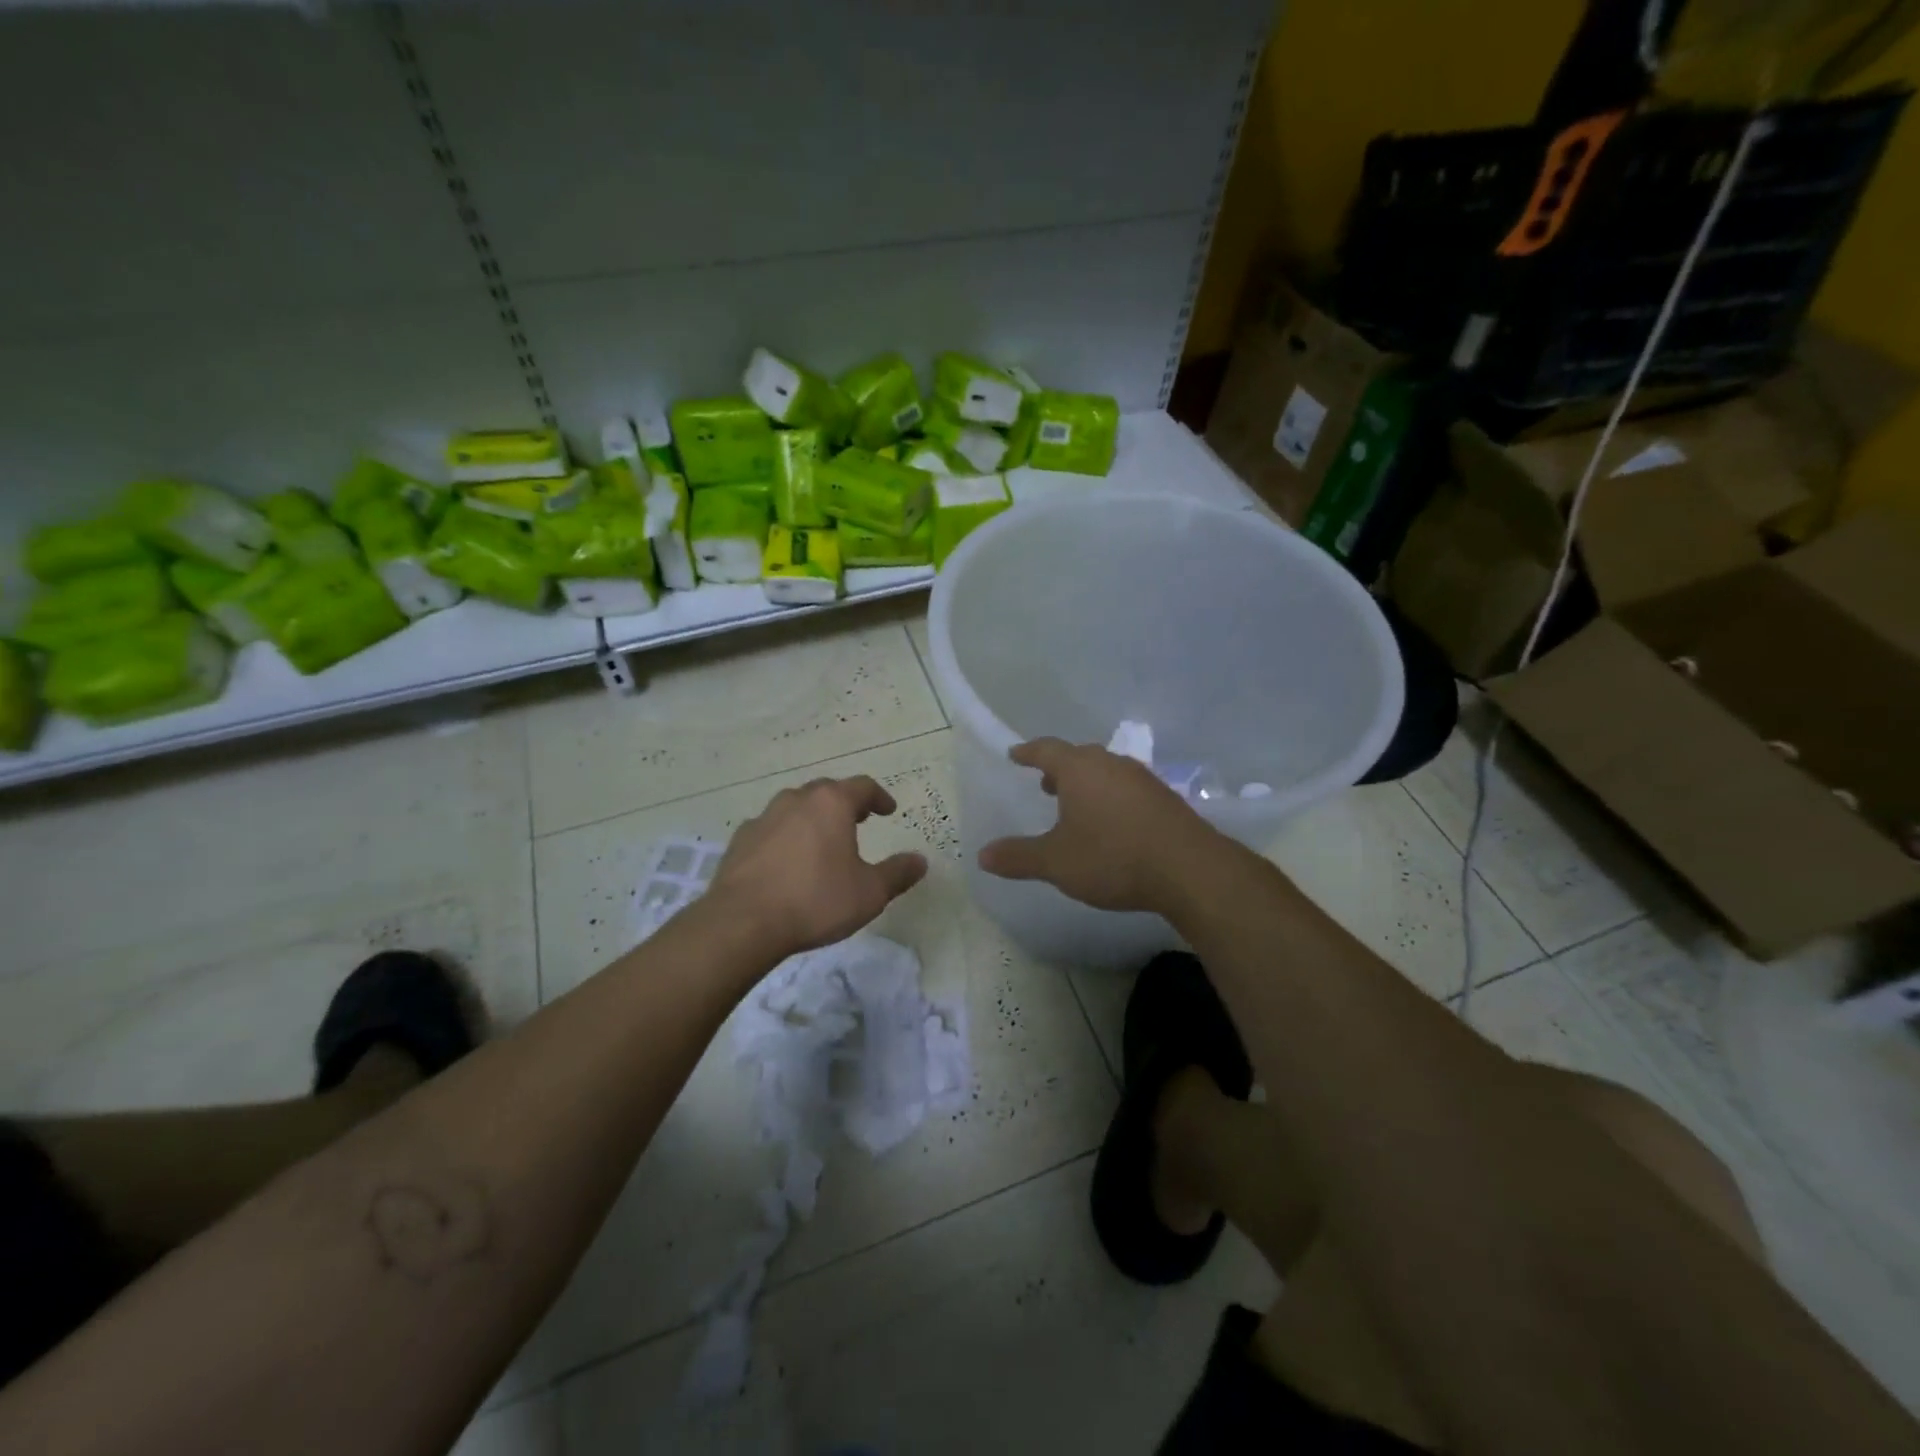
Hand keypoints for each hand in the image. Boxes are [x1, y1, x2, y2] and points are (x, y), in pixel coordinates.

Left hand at [711, 776, 927, 956]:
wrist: (743, 922)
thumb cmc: (816, 900)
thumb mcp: (870, 893)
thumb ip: (897, 873)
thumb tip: (920, 860)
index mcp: (831, 804)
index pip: (862, 787)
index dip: (879, 797)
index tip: (888, 810)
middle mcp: (796, 800)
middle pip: (826, 791)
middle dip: (845, 803)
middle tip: (859, 820)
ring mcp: (763, 818)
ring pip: (795, 808)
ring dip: (812, 818)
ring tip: (823, 841)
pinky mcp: (740, 841)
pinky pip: (771, 830)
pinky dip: (785, 838)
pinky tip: (788, 862)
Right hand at [977, 739, 1213, 913]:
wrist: (1188, 869)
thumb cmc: (1112, 857)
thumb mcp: (1056, 862)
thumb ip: (1019, 857)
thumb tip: (982, 855)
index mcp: (1079, 769)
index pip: (1046, 749)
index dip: (1027, 752)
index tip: (1015, 754)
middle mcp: (1111, 764)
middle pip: (1079, 757)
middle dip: (1059, 768)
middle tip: (1045, 783)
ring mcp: (1142, 778)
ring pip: (1105, 771)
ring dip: (1087, 783)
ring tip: (1076, 804)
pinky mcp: (1164, 798)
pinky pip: (1126, 788)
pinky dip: (1110, 796)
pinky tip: (1112, 822)